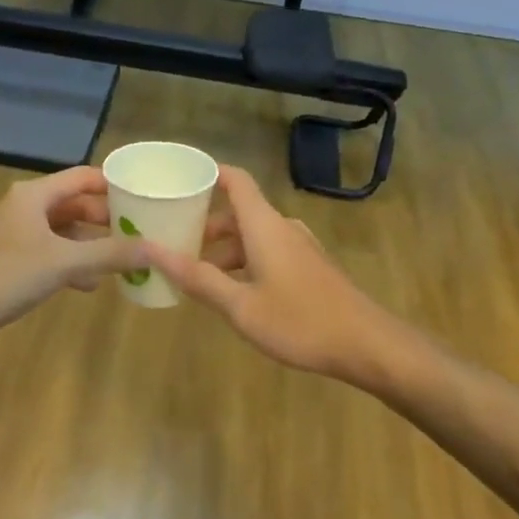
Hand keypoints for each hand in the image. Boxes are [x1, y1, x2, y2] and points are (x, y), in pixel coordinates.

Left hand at [0, 167, 150, 350]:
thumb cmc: (8, 275)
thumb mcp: (64, 262)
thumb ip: (110, 254)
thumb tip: (156, 249)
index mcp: (35, 195)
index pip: (83, 177)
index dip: (113, 185)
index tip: (144, 196)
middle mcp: (27, 207)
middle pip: (76, 204)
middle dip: (106, 218)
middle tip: (140, 230)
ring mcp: (19, 235)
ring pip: (66, 231)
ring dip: (92, 243)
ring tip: (123, 257)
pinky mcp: (15, 261)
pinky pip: (54, 254)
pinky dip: (74, 263)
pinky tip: (92, 283)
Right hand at [147, 165, 411, 385]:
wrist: (367, 345)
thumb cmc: (300, 321)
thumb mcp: (241, 306)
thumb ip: (197, 278)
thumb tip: (150, 250)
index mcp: (264, 225)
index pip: (235, 179)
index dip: (207, 173)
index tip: (177, 181)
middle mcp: (282, 227)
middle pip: (238, 212)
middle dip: (205, 225)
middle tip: (172, 243)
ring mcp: (299, 247)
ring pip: (253, 235)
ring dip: (224, 249)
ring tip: (196, 275)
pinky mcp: (310, 267)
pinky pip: (268, 251)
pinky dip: (244, 261)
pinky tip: (233, 293)